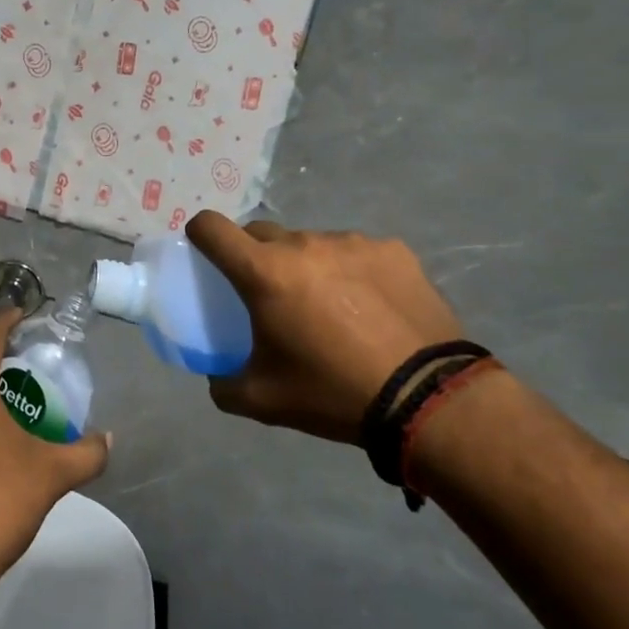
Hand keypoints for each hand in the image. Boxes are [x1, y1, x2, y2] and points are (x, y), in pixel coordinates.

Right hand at [186, 212, 466, 443]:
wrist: (429, 400)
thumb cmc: (333, 393)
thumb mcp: (262, 400)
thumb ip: (223, 383)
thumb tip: (216, 374)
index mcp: (264, 272)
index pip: (211, 227)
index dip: (199, 235)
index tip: (205, 254)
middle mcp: (303, 243)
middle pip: (261, 234)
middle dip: (255, 257)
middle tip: (272, 295)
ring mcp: (351, 242)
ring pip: (310, 243)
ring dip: (306, 265)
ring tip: (330, 307)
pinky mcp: (393, 250)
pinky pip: (355, 252)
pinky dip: (351, 271)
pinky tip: (371, 307)